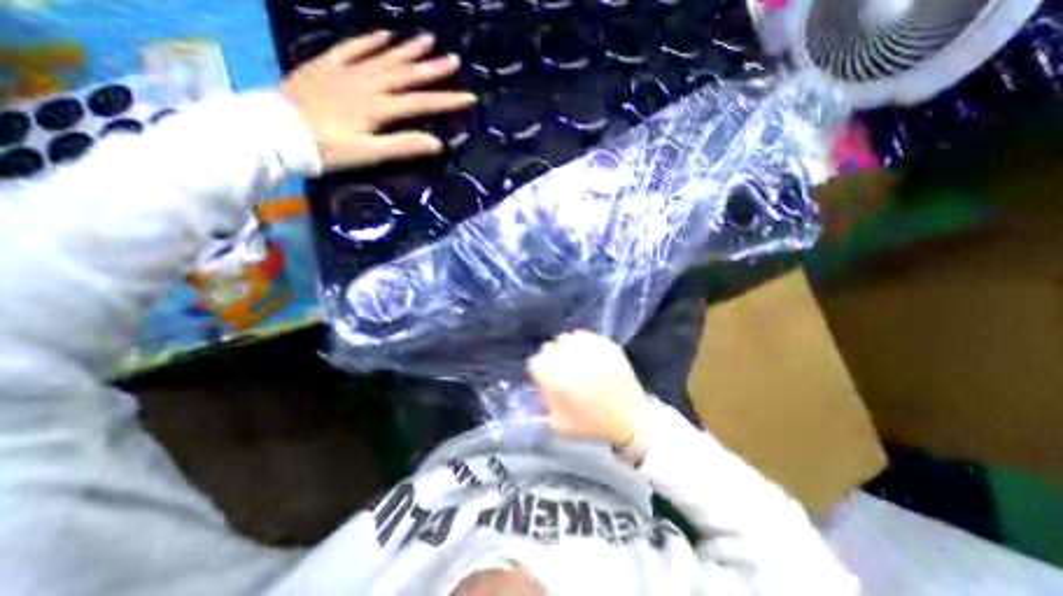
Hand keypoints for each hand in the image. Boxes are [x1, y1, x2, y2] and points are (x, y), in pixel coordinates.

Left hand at [283, 31, 482, 169]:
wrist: (275, 134)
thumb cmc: (326, 150)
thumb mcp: (370, 154)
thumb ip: (404, 147)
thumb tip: (438, 144)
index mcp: (378, 108)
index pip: (421, 102)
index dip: (447, 100)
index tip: (470, 97)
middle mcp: (366, 84)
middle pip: (405, 74)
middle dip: (432, 67)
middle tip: (454, 59)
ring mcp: (345, 72)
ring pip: (383, 57)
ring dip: (407, 49)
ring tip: (427, 39)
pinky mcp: (326, 66)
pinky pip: (351, 48)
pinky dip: (370, 41)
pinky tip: (384, 35)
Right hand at [529, 330, 652, 446]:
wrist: (632, 421)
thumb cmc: (593, 427)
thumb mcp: (560, 425)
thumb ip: (543, 405)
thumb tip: (538, 386)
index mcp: (560, 383)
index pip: (536, 362)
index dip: (537, 369)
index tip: (543, 375)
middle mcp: (575, 363)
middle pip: (549, 347)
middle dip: (549, 356)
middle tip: (556, 366)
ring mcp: (593, 353)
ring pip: (566, 338)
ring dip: (564, 347)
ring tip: (570, 357)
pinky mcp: (608, 347)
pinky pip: (586, 335)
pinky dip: (580, 341)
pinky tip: (583, 352)